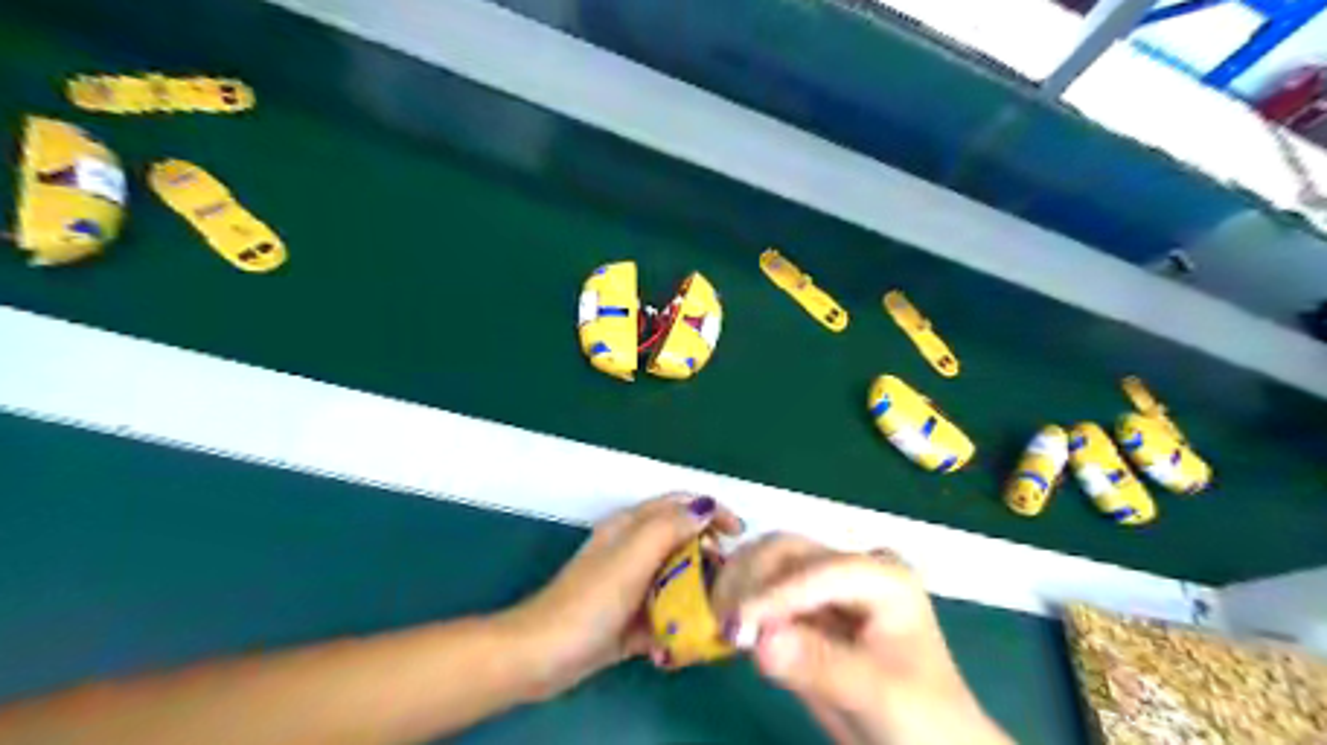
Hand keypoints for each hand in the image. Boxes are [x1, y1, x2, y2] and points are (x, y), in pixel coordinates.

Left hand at [500, 495, 742, 697]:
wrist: (545, 655)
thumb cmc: (592, 600)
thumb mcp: (633, 556)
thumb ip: (669, 527)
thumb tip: (704, 506)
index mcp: (631, 526)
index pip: (680, 504)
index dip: (713, 512)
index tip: (740, 535)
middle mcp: (632, 549)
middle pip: (682, 541)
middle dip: (709, 557)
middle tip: (730, 580)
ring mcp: (630, 584)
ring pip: (676, 579)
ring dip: (696, 592)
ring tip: (715, 612)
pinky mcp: (629, 617)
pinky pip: (663, 612)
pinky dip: (676, 621)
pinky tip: (684, 639)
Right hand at [711, 536, 1013, 743]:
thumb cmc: (922, 721)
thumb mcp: (878, 696)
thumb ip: (820, 666)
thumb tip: (760, 640)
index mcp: (883, 578)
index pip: (821, 571)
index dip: (778, 593)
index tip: (739, 624)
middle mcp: (851, 570)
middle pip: (787, 550)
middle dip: (751, 576)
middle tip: (724, 618)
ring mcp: (825, 587)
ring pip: (767, 561)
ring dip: (738, 583)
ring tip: (722, 621)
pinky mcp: (804, 609)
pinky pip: (763, 591)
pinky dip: (739, 601)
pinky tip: (727, 625)